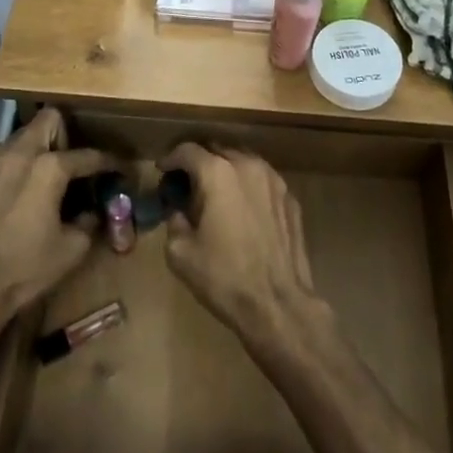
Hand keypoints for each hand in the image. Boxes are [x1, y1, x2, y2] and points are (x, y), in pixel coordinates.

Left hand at [0, 108, 110, 319]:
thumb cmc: (24, 269)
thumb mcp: (72, 250)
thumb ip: (90, 221)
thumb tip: (93, 211)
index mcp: (50, 168)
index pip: (89, 155)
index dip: (109, 162)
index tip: (119, 169)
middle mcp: (20, 153)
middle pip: (50, 119)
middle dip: (65, 135)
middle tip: (69, 165)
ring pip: (19, 135)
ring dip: (34, 149)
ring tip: (37, 178)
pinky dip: (9, 166)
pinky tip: (10, 192)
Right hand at [160, 143, 320, 343]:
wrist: (278, 303)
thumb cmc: (224, 277)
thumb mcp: (180, 252)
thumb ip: (174, 220)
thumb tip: (179, 211)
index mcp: (217, 173)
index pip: (188, 150)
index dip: (171, 158)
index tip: (162, 170)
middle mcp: (247, 165)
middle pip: (217, 149)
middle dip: (199, 161)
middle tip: (187, 182)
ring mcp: (273, 179)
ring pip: (242, 160)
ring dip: (225, 169)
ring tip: (215, 191)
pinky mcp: (290, 197)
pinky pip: (262, 179)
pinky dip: (247, 185)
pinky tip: (242, 207)